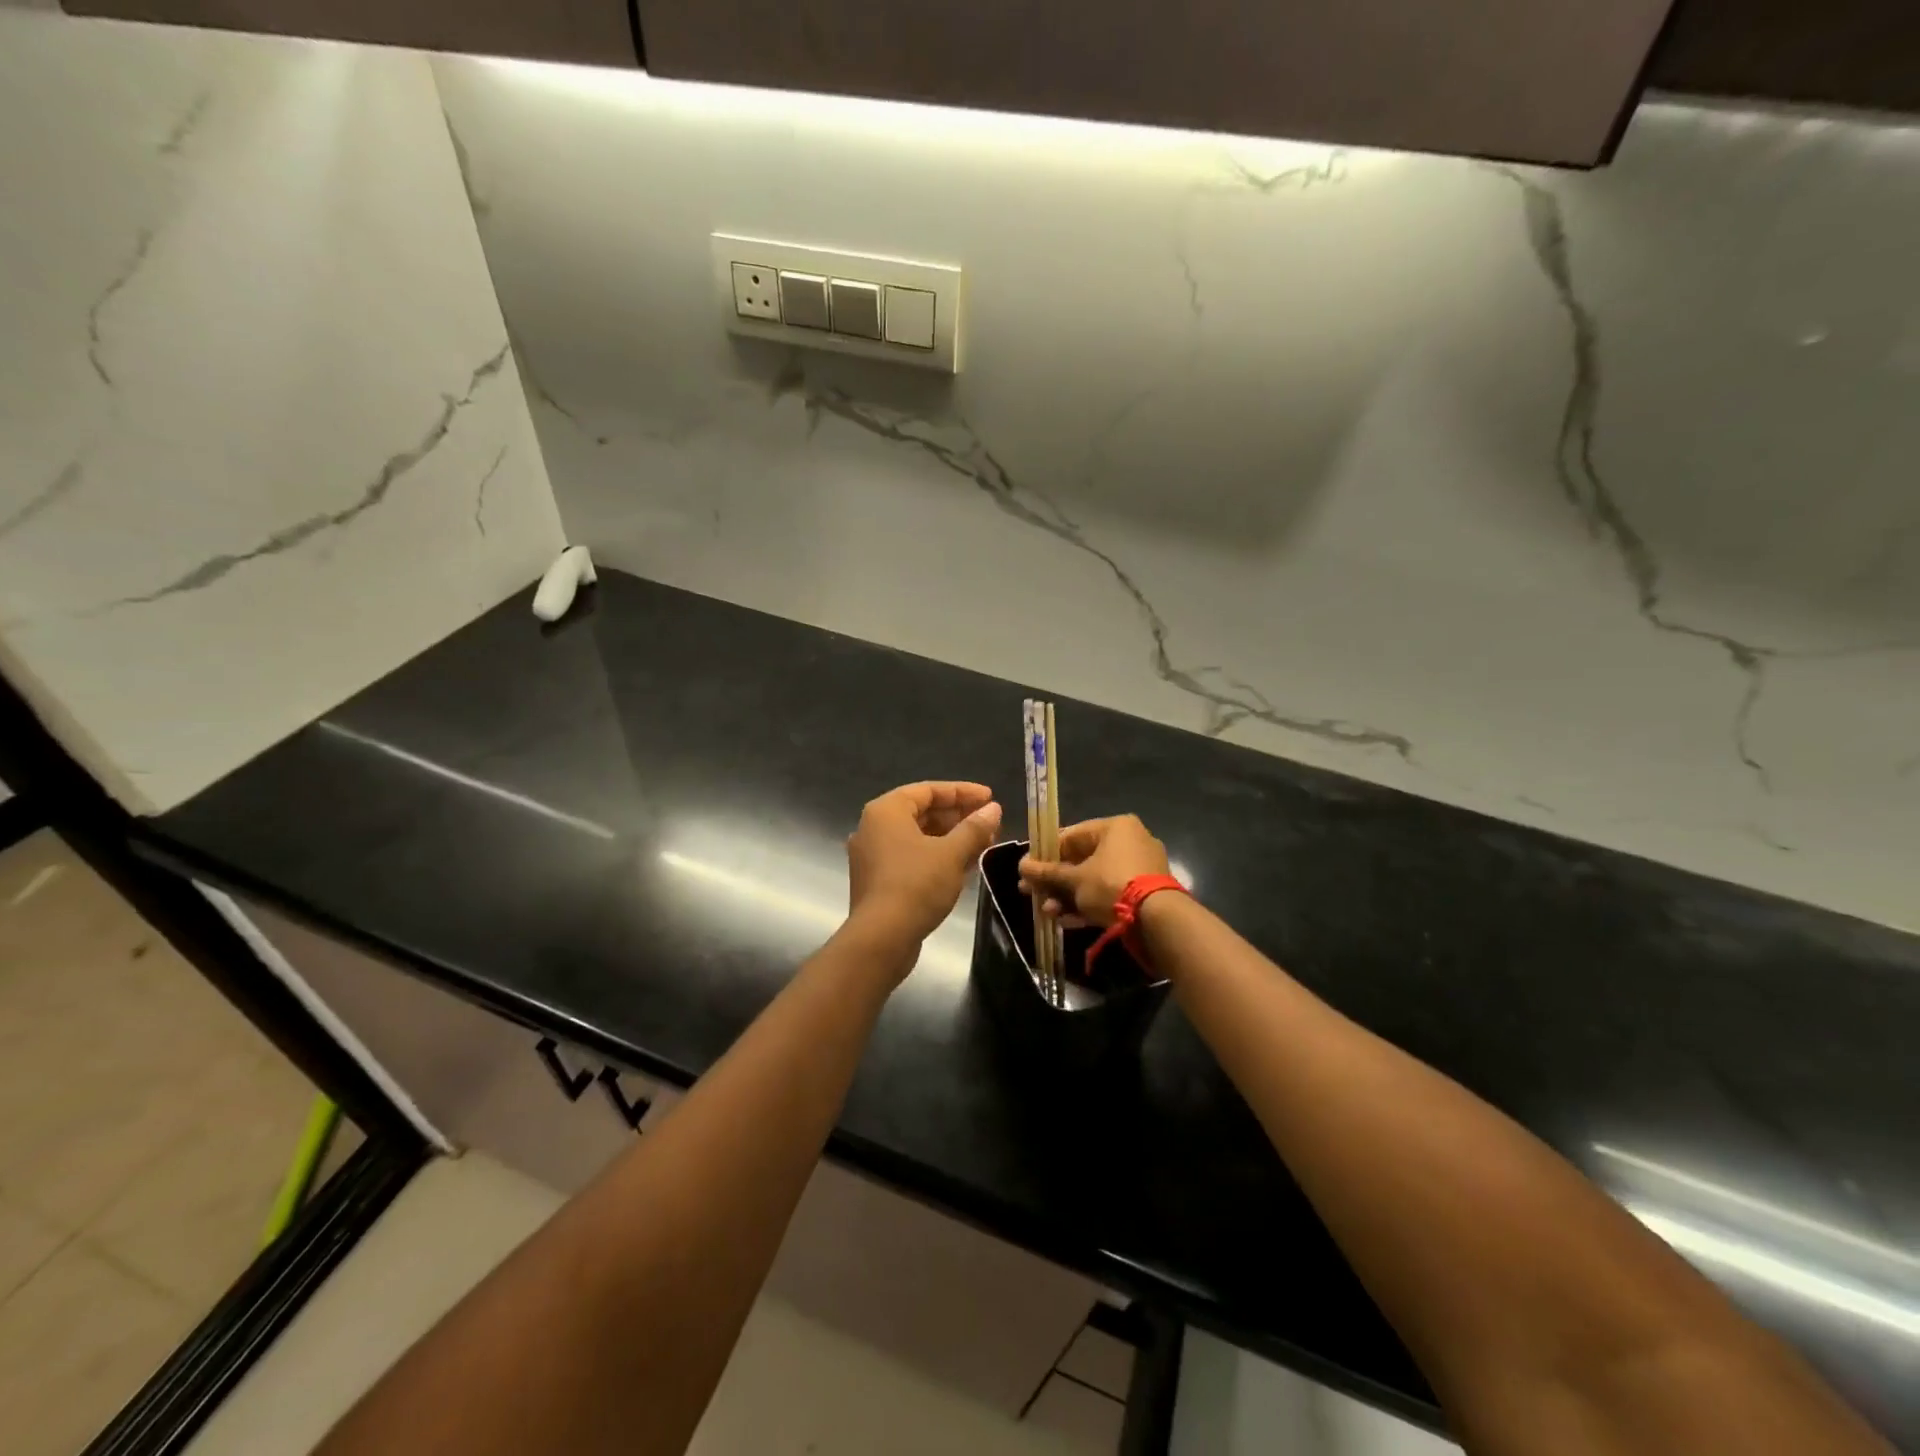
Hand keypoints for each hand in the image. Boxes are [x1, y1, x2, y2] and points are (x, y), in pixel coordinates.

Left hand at [846, 782, 1002, 953]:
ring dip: (951, 838)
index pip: (929, 790)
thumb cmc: (916, 885)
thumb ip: (974, 828)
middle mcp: (874, 827)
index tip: (990, 798)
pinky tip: (964, 865)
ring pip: (918, 837)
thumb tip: (993, 809)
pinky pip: (911, 857)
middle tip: (990, 823)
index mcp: (886, 811)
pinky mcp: (878, 880)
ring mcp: (873, 855)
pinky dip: (937, 856)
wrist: (881, 938)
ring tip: (984, 844)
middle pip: (922, 812)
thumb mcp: (951, 853)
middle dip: (958, 817)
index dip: (962, 792)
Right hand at [1019, 814, 1168, 926]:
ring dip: (1067, 896)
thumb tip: (1021, 866)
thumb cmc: (1111, 885)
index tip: (1028, 870)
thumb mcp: (1074, 880)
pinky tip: (1065, 921)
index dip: (1045, 853)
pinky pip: (1109, 894)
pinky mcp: (1144, 893)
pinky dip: (1088, 905)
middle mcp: (1130, 842)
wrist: (1157, 921)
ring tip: (1047, 912)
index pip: (1071, 835)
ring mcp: (1139, 868)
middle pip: (1082, 860)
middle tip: (1031, 893)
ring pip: (1094, 880)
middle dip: (1055, 880)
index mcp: (1115, 827)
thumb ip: (1046, 873)